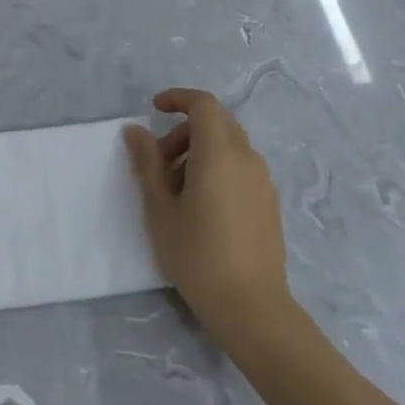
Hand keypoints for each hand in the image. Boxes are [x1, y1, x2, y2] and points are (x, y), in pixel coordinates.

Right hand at [125, 88, 292, 340]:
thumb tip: (135, 130)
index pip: (203, 104)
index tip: (154, 109)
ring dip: (200, 150)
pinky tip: (202, 204)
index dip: (178, 98)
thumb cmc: (198, 255)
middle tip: (159, 161)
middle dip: (185, 129)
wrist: (251, 306)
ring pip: (229, 144)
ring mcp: (262, 179)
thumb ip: (148, 164)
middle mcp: (246, 157)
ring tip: (177, 189)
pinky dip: (218, 166)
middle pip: (217, 122)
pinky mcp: (269, 200)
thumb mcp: (161, 209)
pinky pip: (241, 165)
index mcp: (219, 153)